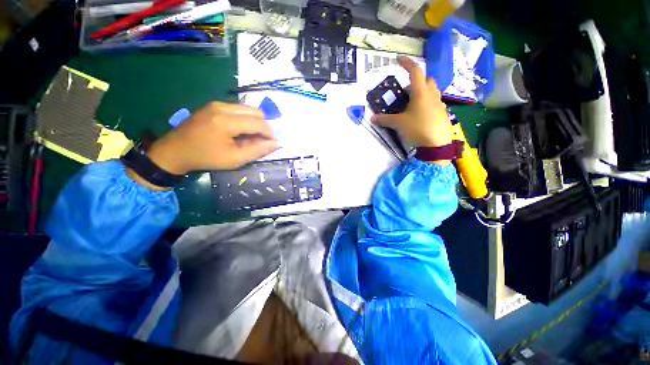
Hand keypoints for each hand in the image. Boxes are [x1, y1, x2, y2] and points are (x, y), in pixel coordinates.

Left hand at [146, 102, 278, 174]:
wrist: (175, 151)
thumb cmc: (206, 158)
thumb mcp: (235, 159)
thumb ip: (258, 150)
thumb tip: (276, 143)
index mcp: (226, 121)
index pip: (259, 122)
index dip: (270, 133)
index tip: (273, 143)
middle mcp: (223, 107)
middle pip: (256, 112)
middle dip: (264, 127)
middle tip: (261, 141)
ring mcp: (217, 103)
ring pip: (248, 109)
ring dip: (255, 122)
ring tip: (251, 137)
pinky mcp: (214, 104)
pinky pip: (239, 109)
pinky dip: (246, 119)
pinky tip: (241, 131)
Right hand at [371, 56, 452, 148]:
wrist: (436, 146)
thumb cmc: (417, 129)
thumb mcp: (398, 124)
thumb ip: (384, 120)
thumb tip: (372, 118)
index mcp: (421, 93)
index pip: (415, 71)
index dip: (406, 63)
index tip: (398, 59)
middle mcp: (432, 95)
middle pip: (427, 80)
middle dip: (417, 82)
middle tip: (406, 92)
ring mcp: (440, 104)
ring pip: (432, 91)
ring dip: (423, 93)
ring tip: (412, 104)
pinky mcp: (443, 114)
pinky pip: (435, 103)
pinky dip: (427, 104)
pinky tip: (420, 115)